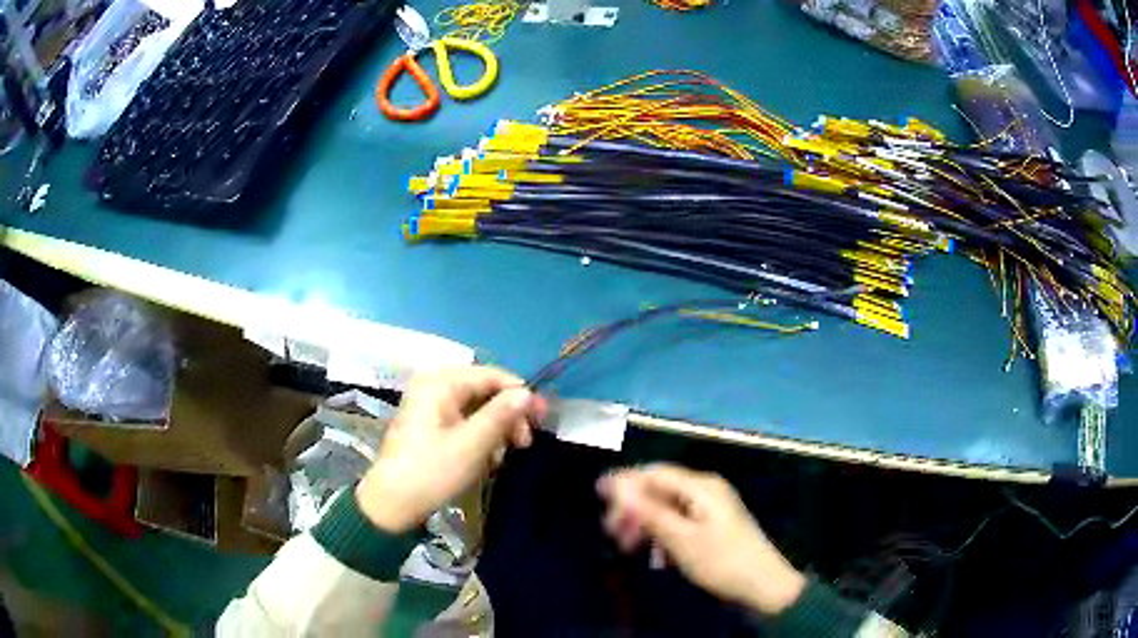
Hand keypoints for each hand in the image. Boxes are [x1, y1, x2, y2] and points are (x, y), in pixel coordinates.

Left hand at [356, 366, 546, 532]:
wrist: (392, 503)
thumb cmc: (432, 471)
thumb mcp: (472, 444)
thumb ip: (501, 415)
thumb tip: (528, 393)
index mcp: (440, 383)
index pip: (491, 375)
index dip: (520, 394)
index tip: (542, 419)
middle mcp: (434, 385)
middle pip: (484, 390)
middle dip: (508, 415)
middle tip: (525, 443)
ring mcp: (429, 404)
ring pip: (476, 407)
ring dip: (496, 428)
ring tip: (506, 454)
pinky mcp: (429, 424)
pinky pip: (464, 420)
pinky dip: (480, 435)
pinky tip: (488, 458)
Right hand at [598, 464, 805, 615]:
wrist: (762, 584)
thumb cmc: (721, 560)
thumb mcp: (681, 538)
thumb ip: (649, 512)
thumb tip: (618, 487)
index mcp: (700, 487)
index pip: (654, 473)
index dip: (625, 481)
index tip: (597, 494)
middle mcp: (705, 490)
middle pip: (659, 490)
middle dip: (633, 508)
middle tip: (611, 531)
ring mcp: (711, 507)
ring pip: (667, 508)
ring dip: (646, 524)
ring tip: (630, 548)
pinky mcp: (712, 525)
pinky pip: (679, 521)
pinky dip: (663, 535)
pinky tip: (658, 557)